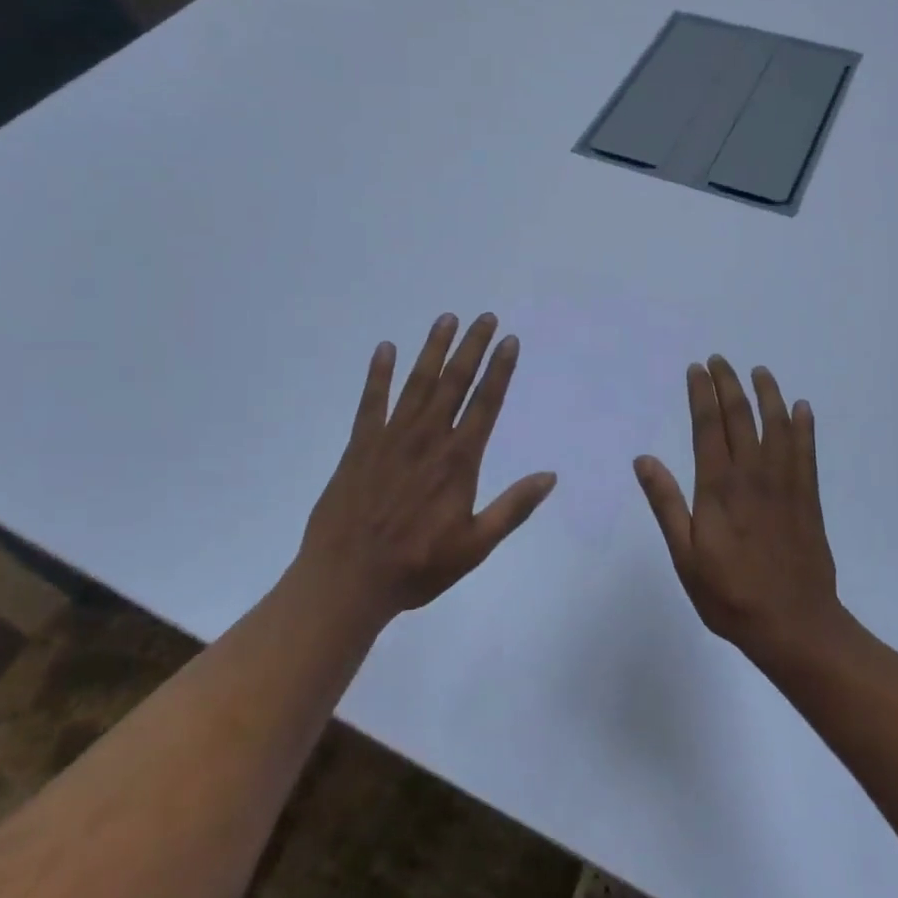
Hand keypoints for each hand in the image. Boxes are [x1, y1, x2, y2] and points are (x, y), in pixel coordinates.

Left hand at [297, 313, 556, 625]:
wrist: (347, 580)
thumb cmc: (417, 567)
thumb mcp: (475, 546)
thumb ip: (513, 508)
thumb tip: (550, 476)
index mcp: (458, 461)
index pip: (486, 403)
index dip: (500, 370)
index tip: (509, 341)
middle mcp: (428, 439)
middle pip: (454, 383)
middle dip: (471, 347)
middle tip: (484, 317)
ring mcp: (391, 438)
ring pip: (417, 383)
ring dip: (433, 350)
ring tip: (446, 319)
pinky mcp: (360, 445)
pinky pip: (371, 401)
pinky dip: (378, 374)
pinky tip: (385, 348)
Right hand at [634, 357, 843, 662]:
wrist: (793, 624)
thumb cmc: (729, 594)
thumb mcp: (685, 555)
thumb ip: (666, 504)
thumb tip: (644, 459)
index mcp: (719, 487)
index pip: (708, 427)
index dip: (702, 394)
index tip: (697, 369)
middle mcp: (753, 475)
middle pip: (741, 417)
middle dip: (729, 384)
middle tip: (720, 360)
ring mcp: (784, 484)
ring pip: (777, 426)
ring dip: (768, 394)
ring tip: (760, 371)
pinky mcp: (807, 498)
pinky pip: (806, 452)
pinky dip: (804, 426)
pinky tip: (802, 408)